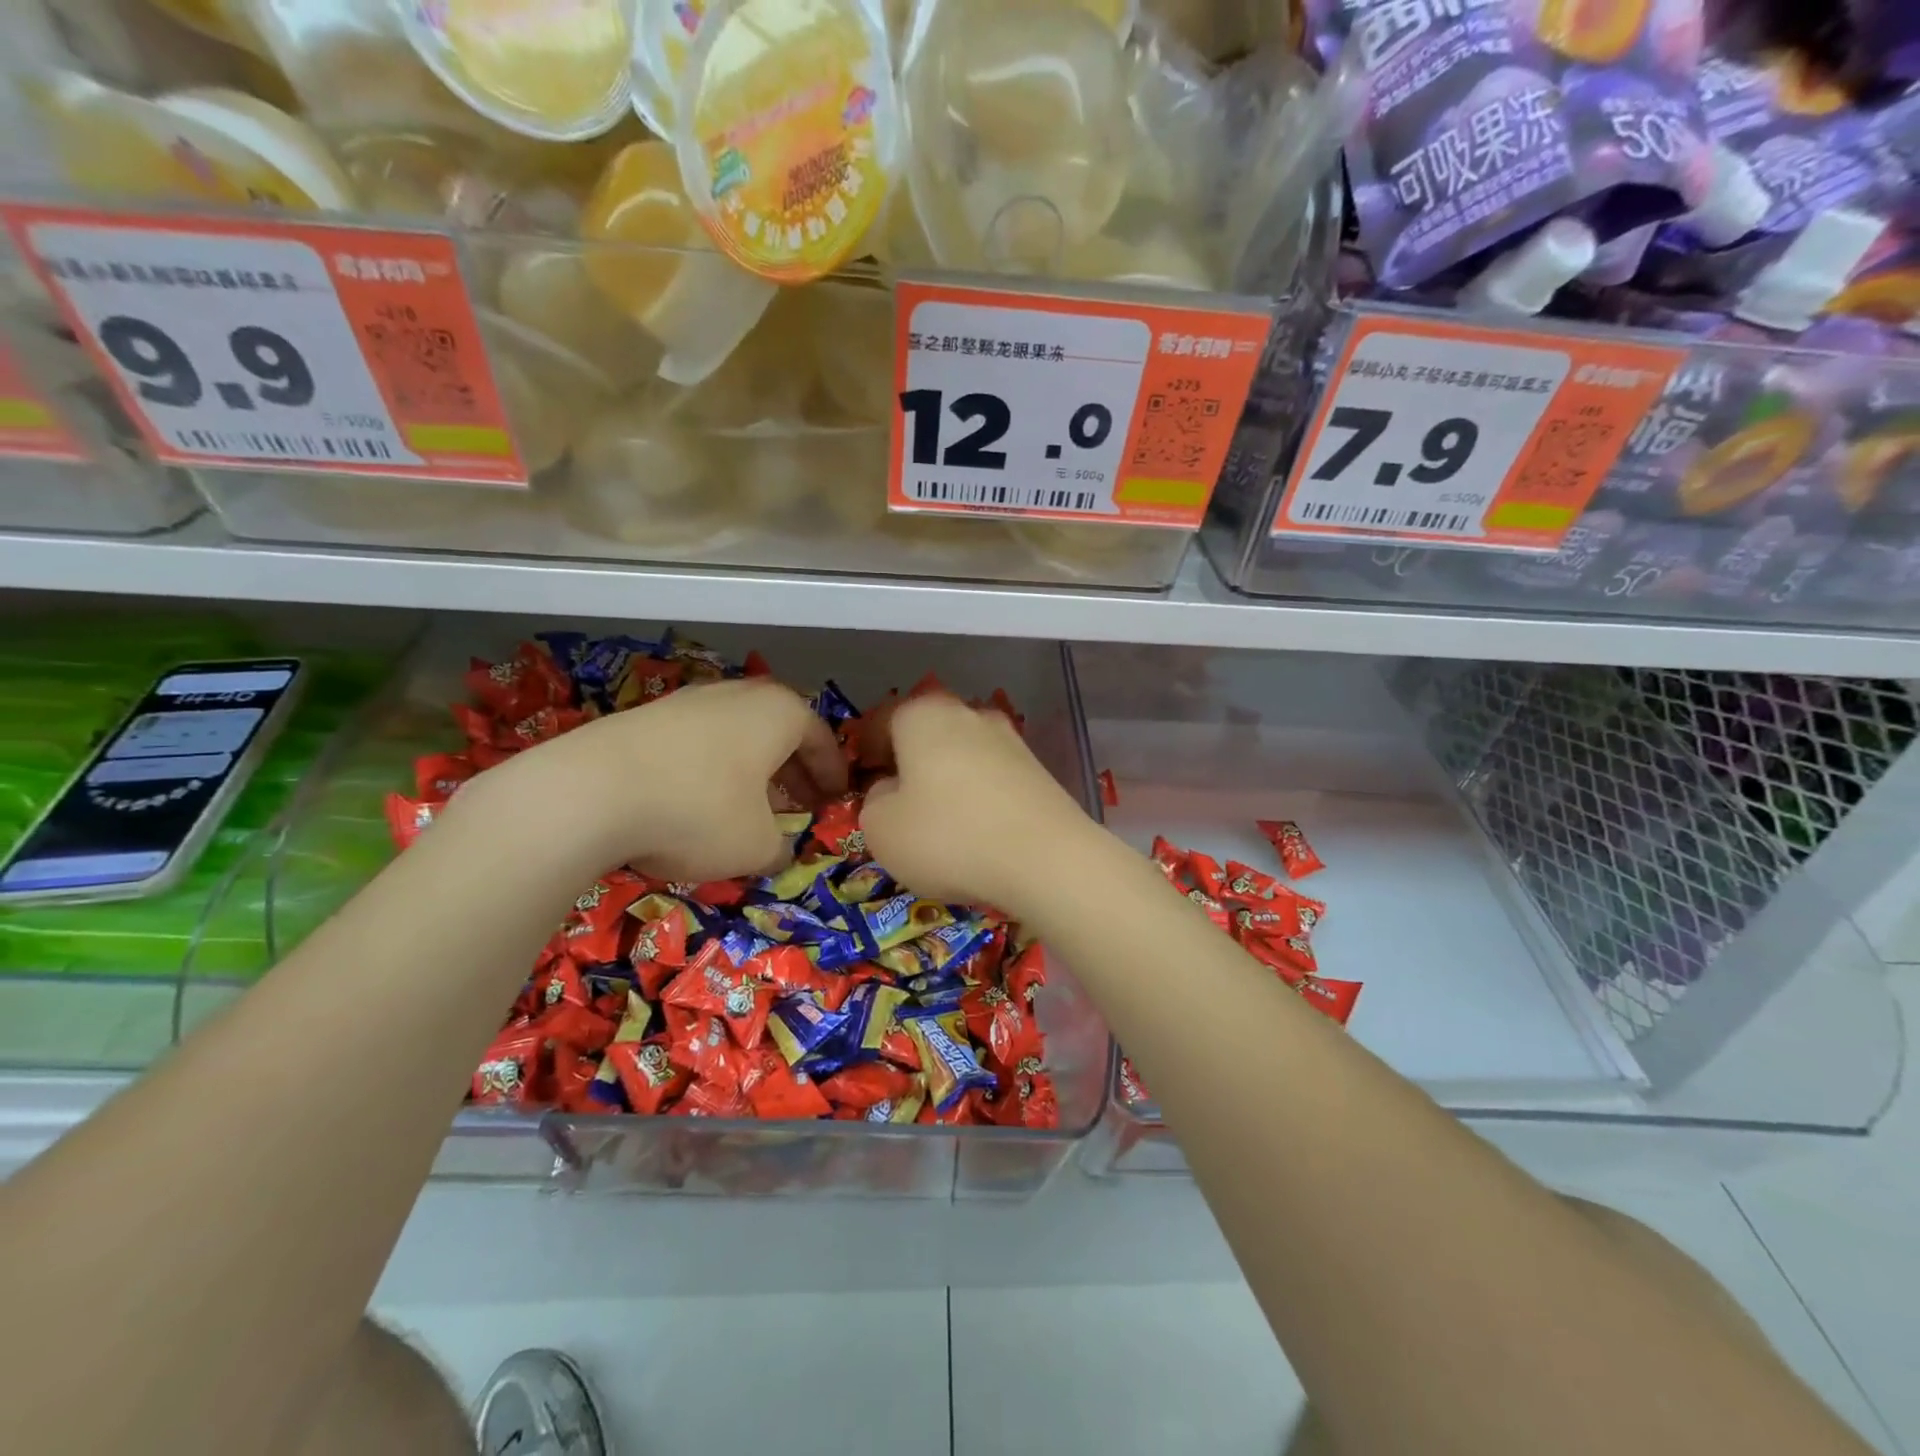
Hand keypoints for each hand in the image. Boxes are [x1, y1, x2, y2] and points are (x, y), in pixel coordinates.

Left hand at [485, 678, 847, 881]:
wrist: (587, 793)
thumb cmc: (698, 812)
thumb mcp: (757, 847)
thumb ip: (781, 849)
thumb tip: (779, 853)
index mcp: (779, 713)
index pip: (822, 739)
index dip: (832, 774)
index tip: (836, 800)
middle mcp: (738, 696)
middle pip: (780, 732)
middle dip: (794, 770)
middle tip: (800, 804)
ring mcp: (688, 701)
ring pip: (737, 736)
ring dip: (752, 770)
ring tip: (750, 807)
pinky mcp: (644, 717)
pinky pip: (698, 743)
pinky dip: (712, 770)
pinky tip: (697, 803)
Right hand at [860, 694, 1093, 914]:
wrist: (1047, 859)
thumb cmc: (949, 837)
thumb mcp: (881, 829)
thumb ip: (873, 802)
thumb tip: (892, 791)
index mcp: (923, 715)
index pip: (882, 719)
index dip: (866, 749)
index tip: (862, 779)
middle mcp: (969, 714)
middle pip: (926, 733)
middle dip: (909, 763)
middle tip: (898, 803)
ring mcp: (1010, 739)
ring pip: (962, 754)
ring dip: (947, 780)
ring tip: (940, 823)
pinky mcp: (1038, 770)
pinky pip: (993, 778)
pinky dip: (979, 797)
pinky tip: (978, 832)